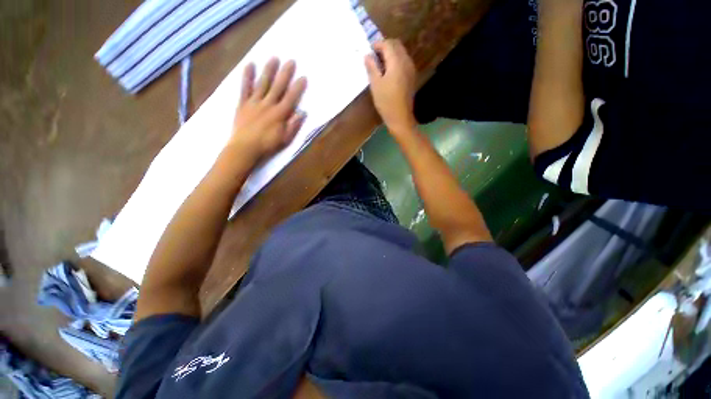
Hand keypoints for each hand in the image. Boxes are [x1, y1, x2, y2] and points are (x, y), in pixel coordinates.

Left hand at [228, 58, 306, 165]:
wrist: (245, 148)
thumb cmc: (267, 145)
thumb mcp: (285, 139)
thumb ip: (293, 125)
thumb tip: (302, 113)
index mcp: (279, 114)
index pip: (291, 98)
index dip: (297, 88)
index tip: (303, 77)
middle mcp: (268, 104)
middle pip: (278, 87)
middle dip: (285, 74)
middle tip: (291, 61)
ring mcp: (254, 102)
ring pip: (263, 83)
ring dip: (269, 70)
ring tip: (273, 58)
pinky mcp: (243, 103)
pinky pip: (245, 87)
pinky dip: (247, 76)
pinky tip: (249, 65)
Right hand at [364, 39, 416, 133]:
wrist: (400, 117)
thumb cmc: (386, 102)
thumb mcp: (376, 85)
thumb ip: (372, 68)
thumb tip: (367, 55)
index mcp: (396, 62)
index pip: (388, 44)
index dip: (377, 45)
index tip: (369, 51)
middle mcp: (406, 62)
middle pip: (396, 45)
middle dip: (385, 47)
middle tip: (374, 56)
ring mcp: (410, 69)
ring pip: (401, 53)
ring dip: (391, 54)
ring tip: (380, 65)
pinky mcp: (411, 77)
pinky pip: (404, 62)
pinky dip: (396, 61)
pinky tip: (388, 72)